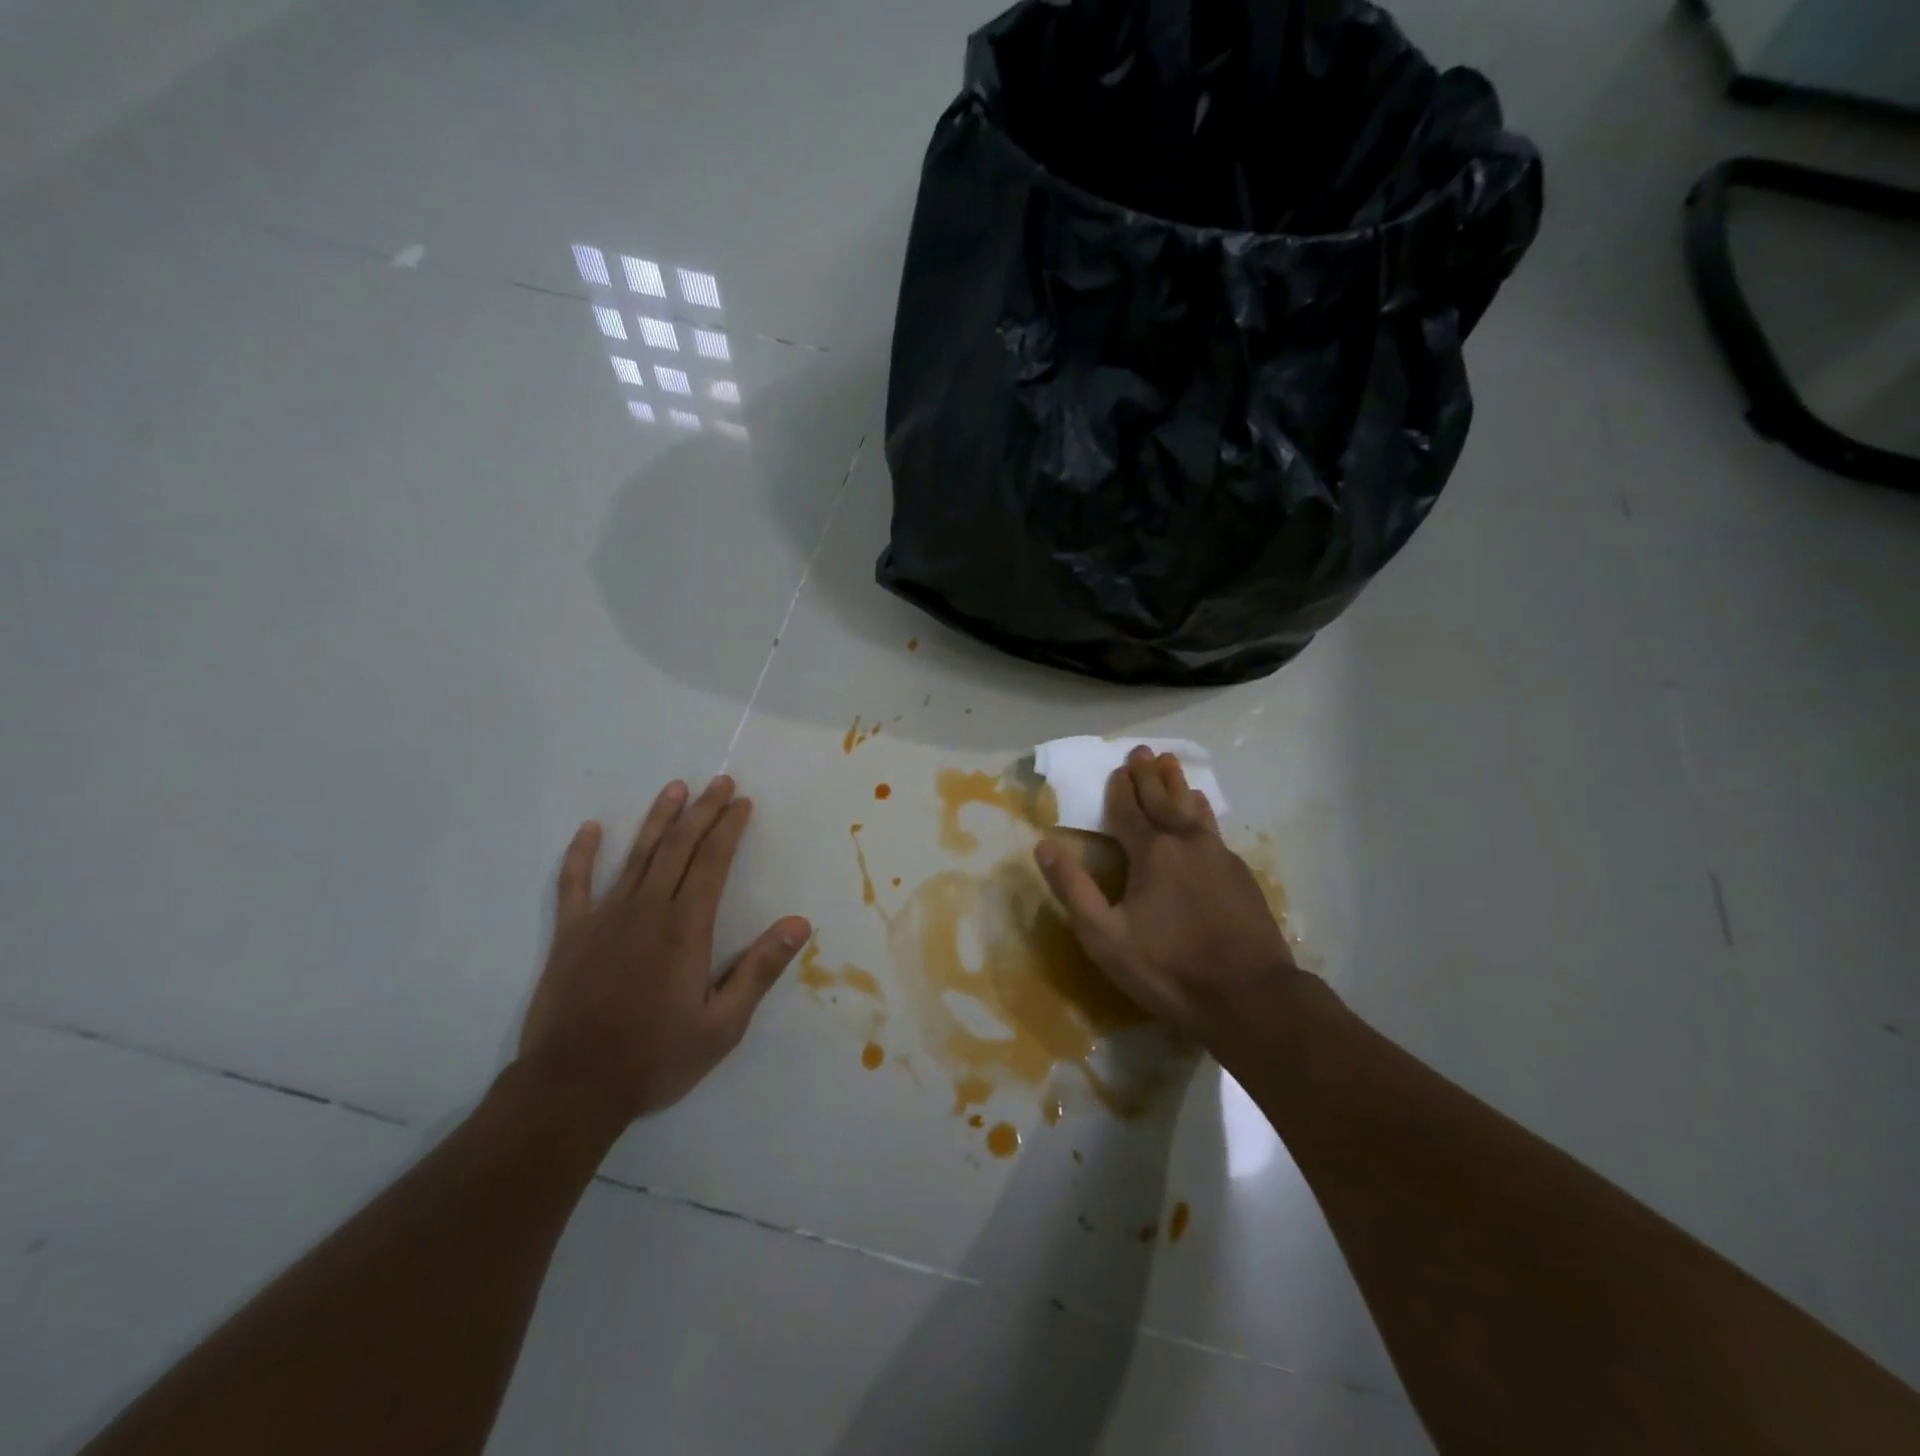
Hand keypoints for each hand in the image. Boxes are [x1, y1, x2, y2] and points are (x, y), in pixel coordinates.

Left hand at [516, 776, 810, 1128]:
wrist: (572, 1087)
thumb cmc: (655, 1058)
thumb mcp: (722, 1025)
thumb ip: (760, 970)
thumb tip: (799, 923)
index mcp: (686, 928)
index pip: (713, 863)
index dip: (730, 829)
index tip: (743, 803)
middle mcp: (647, 910)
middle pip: (679, 847)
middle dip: (703, 811)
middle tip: (720, 782)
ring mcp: (605, 918)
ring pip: (637, 855)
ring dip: (658, 818)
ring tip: (676, 788)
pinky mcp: (571, 934)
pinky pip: (574, 883)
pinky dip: (582, 853)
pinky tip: (590, 829)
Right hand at [1035, 747, 1298, 1040]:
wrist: (1249, 995)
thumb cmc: (1168, 967)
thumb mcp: (1104, 936)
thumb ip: (1073, 888)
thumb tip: (1043, 845)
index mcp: (1151, 852)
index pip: (1129, 810)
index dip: (1121, 788)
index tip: (1118, 767)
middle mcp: (1185, 842)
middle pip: (1163, 800)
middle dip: (1149, 775)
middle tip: (1143, 751)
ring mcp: (1218, 855)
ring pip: (1193, 809)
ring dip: (1178, 785)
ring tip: (1172, 764)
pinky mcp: (1240, 873)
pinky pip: (1214, 828)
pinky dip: (1201, 811)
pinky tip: (1202, 811)